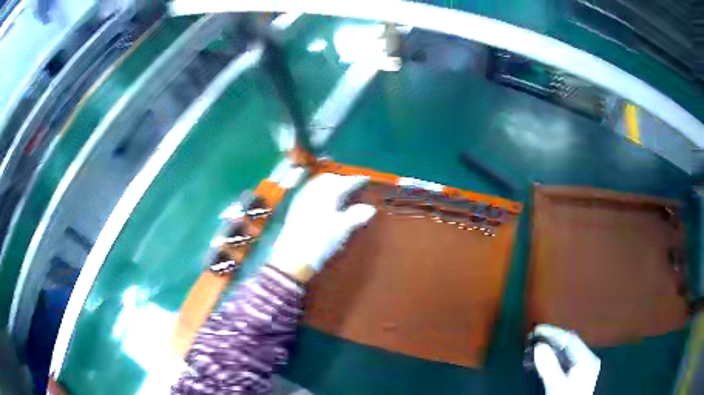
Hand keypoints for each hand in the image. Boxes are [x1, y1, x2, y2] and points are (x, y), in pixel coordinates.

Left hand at [269, 173, 375, 281]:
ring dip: (330, 183)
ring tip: (339, 190)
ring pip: (318, 183)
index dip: (355, 180)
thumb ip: (356, 216)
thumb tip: (370, 208)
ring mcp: (302, 199)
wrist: (292, 257)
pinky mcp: (295, 208)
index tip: (366, 179)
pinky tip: (323, 199)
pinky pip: (310, 190)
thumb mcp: (341, 230)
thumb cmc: (319, 242)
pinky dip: (320, 189)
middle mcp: (313, 192)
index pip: (343, 182)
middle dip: (342, 179)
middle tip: (353, 184)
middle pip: (329, 179)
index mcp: (326, 195)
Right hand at [533, 325, 600, 394]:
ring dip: (551, 352)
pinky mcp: (579, 377)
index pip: (569, 338)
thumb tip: (539, 347)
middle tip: (534, 340)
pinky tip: (545, 364)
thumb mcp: (557, 384)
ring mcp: (585, 369)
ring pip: (567, 355)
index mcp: (587, 358)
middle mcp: (588, 360)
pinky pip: (567, 363)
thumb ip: (549, 366)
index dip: (552, 332)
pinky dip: (555, 361)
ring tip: (536, 352)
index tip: (537, 330)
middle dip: (551, 342)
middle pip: (569, 345)